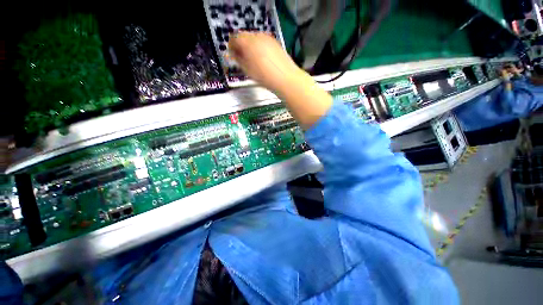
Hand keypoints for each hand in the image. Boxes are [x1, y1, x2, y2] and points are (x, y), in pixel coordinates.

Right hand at [228, 32, 301, 92]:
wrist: (285, 79)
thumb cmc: (265, 77)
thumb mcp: (248, 70)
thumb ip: (238, 60)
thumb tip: (234, 55)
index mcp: (248, 43)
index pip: (234, 38)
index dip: (231, 46)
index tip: (232, 54)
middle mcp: (257, 36)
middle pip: (244, 36)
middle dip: (241, 45)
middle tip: (242, 58)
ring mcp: (267, 38)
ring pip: (254, 38)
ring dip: (250, 46)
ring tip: (253, 59)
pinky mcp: (275, 42)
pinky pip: (263, 41)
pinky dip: (259, 47)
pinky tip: (262, 58)